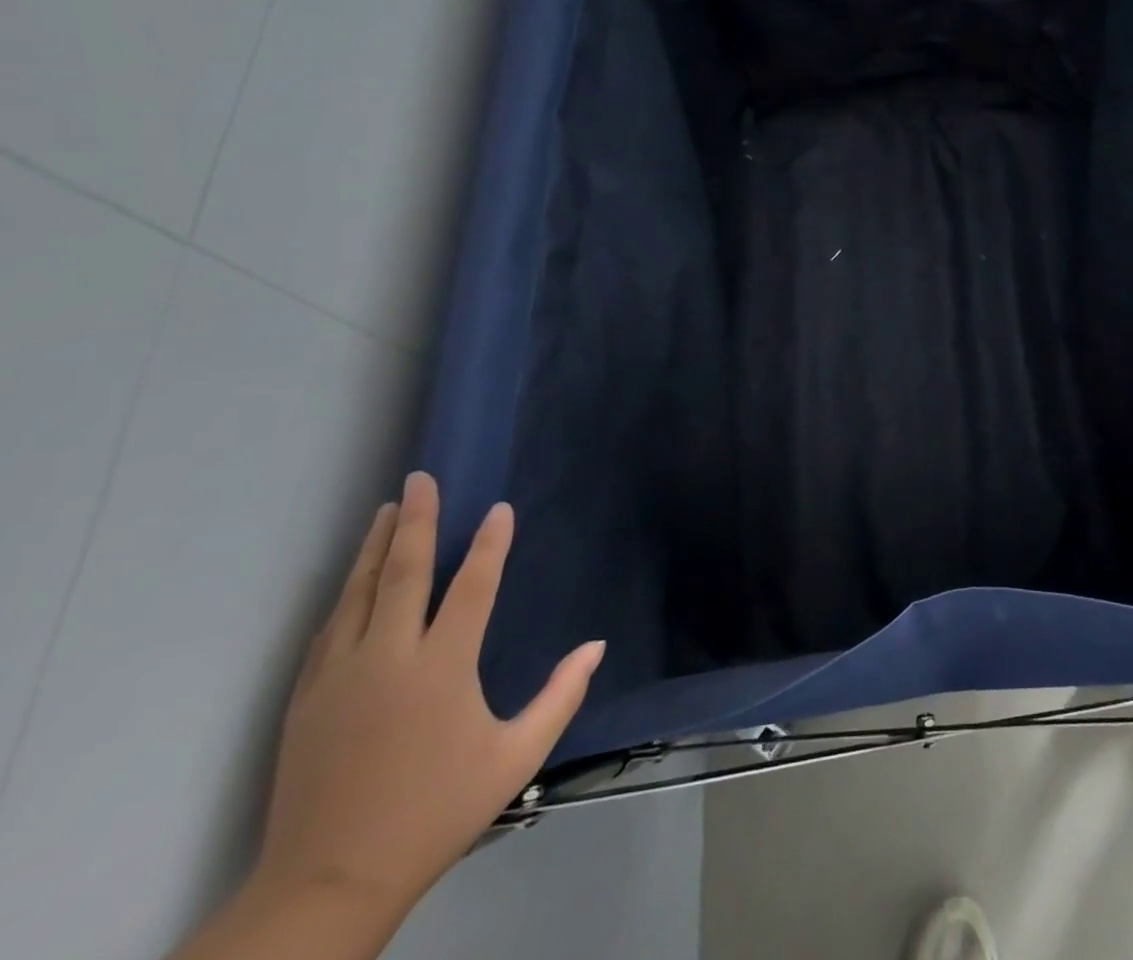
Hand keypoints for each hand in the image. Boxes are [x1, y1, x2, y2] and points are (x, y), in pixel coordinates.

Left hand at [253, 472, 604, 916]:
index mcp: (442, 669)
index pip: (471, 587)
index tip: (499, 508)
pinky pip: (329, 629)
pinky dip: (347, 592)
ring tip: (386, 509)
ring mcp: (340, 676)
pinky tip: (354, 578)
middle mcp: (388, 659)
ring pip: (358, 593)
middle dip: (415, 521)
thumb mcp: (515, 759)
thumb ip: (560, 696)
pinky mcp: (307, 698)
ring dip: (375, 547)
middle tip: (421, 479)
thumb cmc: (436, 813)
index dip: (489, 544)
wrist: (327, 884)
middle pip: (403, 573)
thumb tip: (596, 645)